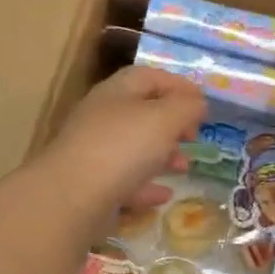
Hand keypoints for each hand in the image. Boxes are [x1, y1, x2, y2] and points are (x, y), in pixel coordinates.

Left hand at [36, 67, 206, 225]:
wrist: (72, 197)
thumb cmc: (123, 147)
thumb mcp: (165, 118)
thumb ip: (186, 107)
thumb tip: (196, 104)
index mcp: (117, 92)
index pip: (149, 76)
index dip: (178, 84)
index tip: (203, 102)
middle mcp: (102, 118)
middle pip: (141, 113)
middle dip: (172, 123)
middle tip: (193, 136)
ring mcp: (94, 153)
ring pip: (134, 148)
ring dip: (163, 155)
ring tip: (184, 168)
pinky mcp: (91, 186)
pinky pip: (125, 181)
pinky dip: (147, 186)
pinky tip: (164, 195)